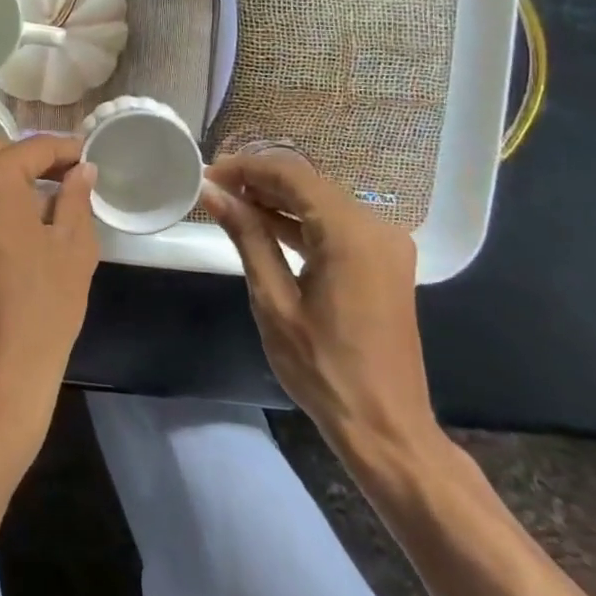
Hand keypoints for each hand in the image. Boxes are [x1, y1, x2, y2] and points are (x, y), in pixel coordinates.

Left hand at [0, 136, 101, 444]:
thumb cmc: (42, 307)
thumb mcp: (73, 246)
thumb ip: (75, 195)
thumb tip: (81, 169)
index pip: (34, 148)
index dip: (65, 150)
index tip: (87, 155)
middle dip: (33, 162)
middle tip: (68, 176)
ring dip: (7, 180)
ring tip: (43, 200)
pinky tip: (14, 223)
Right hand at [201, 151, 438, 462]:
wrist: (386, 428)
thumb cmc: (323, 369)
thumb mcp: (274, 301)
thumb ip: (247, 237)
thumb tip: (213, 192)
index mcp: (351, 233)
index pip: (292, 176)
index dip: (246, 168)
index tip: (208, 174)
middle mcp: (376, 226)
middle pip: (309, 183)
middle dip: (260, 180)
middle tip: (215, 189)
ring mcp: (385, 243)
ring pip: (322, 201)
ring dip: (278, 199)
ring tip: (231, 204)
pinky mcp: (384, 261)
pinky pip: (337, 224)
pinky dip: (301, 220)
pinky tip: (266, 225)